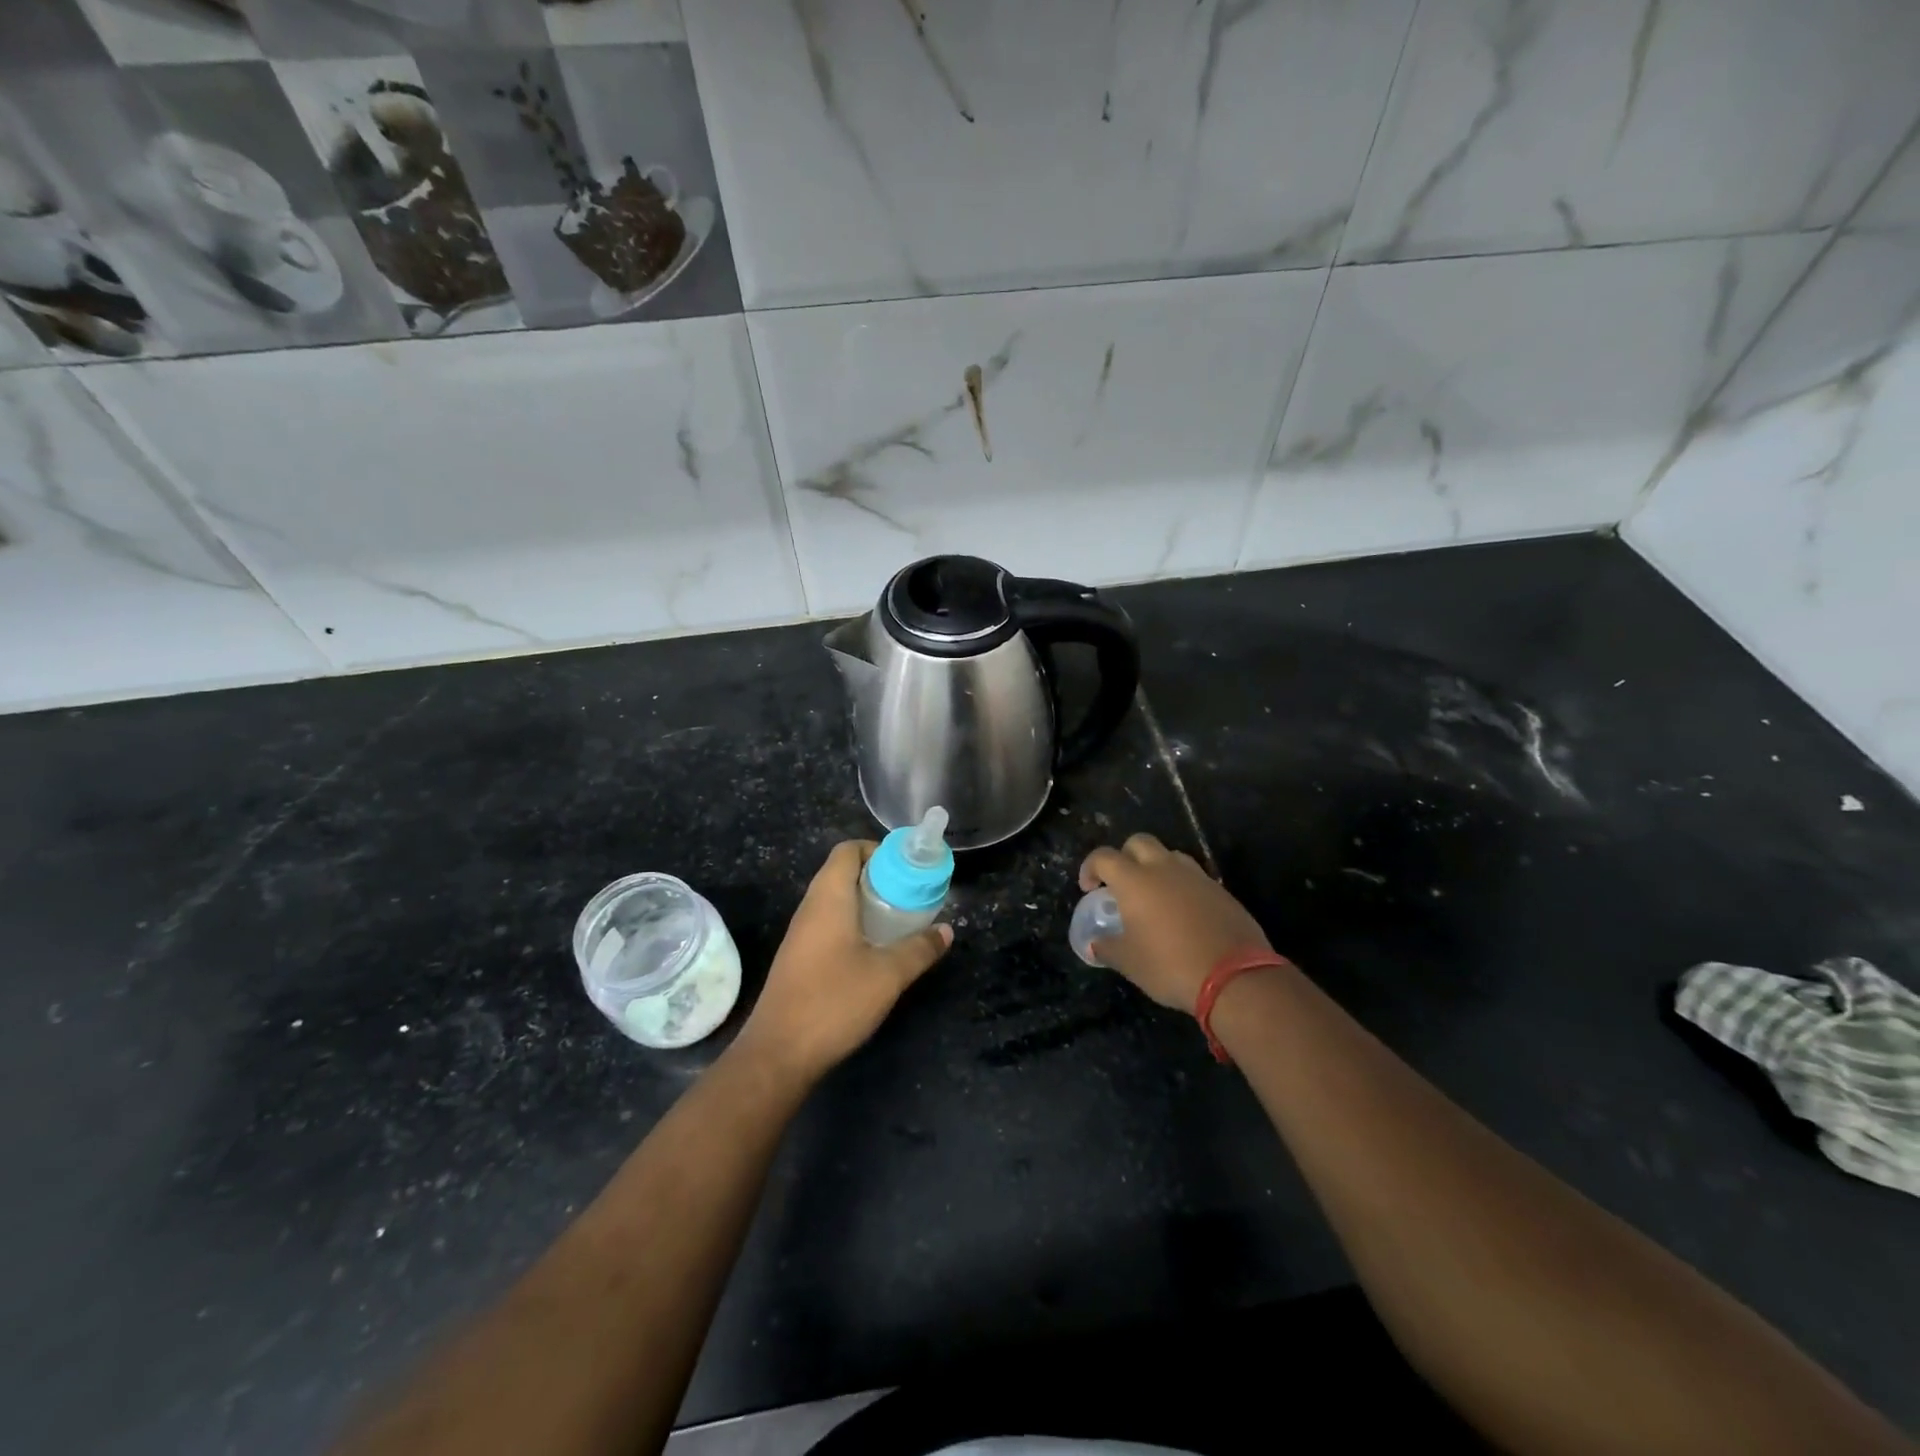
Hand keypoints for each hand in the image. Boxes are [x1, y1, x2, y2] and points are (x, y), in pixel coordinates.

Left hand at [737, 840, 952, 1085]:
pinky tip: (876, 949)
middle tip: (912, 894)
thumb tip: (946, 930)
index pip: (848, 850)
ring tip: (900, 920)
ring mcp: (801, 934)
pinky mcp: (799, 958)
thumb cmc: (833, 1002)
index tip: (907, 867)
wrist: (778, 1054)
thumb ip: (919, 949)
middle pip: (843, 872)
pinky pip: (829, 924)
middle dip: (879, 877)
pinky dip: (854, 924)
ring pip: (836, 900)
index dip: (877, 849)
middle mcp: (810, 908)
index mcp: (828, 898)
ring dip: (867, 903)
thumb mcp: (888, 975)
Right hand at [1079, 833, 1271, 1012]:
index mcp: (1135, 881)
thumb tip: (1094, 945)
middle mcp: (1164, 869)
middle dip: (1125, 856)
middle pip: (1138, 842)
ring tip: (1154, 897)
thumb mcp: (1129, 963)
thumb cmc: (1170, 965)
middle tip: (1121, 884)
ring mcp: (1196, 877)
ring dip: (1156, 867)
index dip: (1090, 868)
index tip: (1089, 888)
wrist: (1235, 977)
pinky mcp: (1220, 890)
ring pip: (1170, 855)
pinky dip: (1181, 886)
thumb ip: (1107, 948)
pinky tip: (1182, 914)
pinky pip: (1194, 877)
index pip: (1104, 857)